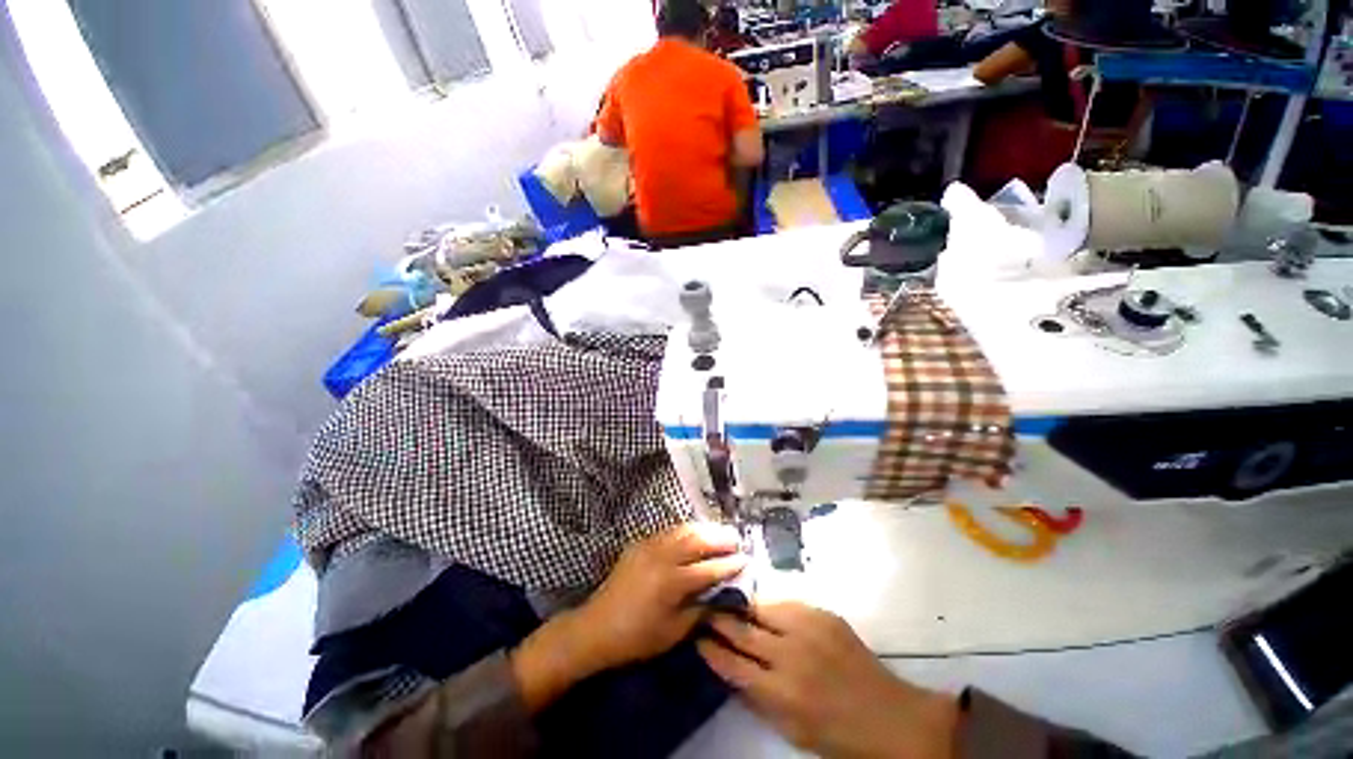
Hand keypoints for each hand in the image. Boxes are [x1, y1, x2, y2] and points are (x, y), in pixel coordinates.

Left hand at [576, 522, 746, 669]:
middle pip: (697, 540)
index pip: (708, 568)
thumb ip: (700, 610)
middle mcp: (661, 556)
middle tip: (736, 539)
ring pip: (683, 529)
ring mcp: (649, 545)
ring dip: (704, 529)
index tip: (746, 560)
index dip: (729, 564)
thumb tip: (721, 593)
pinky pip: (669, 531)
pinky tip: (695, 535)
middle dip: (720, 538)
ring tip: (720, 533)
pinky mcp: (640, 543)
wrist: (596, 627)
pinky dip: (687, 530)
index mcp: (671, 582)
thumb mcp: (673, 632)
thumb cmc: (637, 637)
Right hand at [698, 602, 957, 758]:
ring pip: (760, 608)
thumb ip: (758, 699)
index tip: (697, 637)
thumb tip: (731, 670)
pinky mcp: (822, 614)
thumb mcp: (791, 730)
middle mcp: (789, 655)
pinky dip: (770, 604)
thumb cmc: (837, 734)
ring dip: (741, 606)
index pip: (732, 663)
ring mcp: (807, 629)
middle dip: (719, 620)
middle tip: (705, 610)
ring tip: (728, 601)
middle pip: (742, 630)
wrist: (890, 718)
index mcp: (779, 692)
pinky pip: (786, 602)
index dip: (711, 648)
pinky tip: (762, 604)